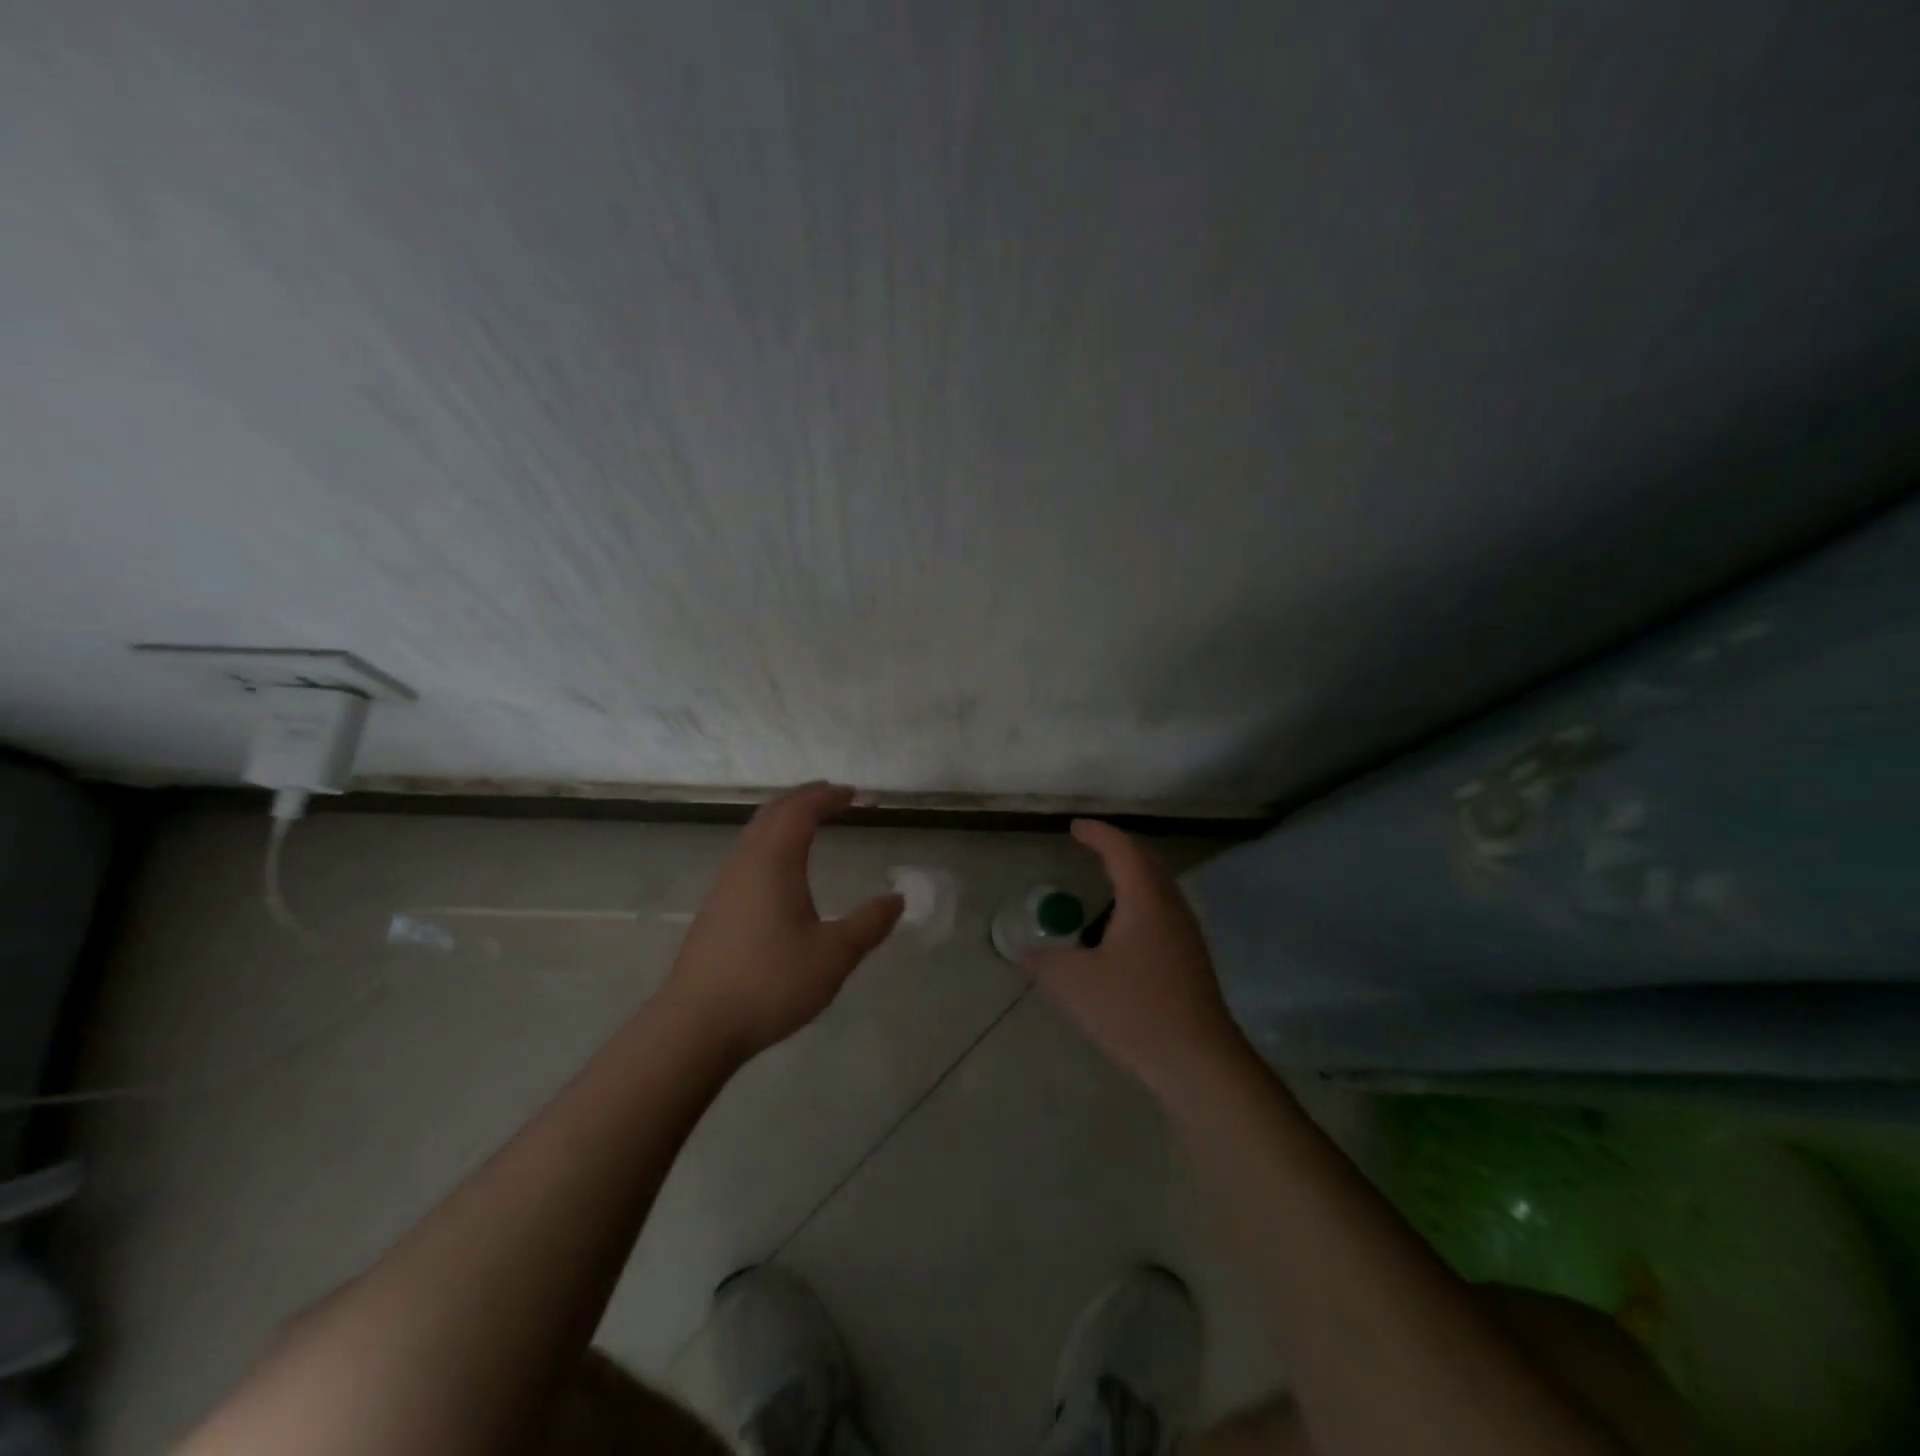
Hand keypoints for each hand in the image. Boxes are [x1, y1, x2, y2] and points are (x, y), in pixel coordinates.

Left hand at [663, 783, 904, 1061]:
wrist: (696, 1025)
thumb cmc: (770, 982)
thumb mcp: (834, 956)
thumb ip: (869, 924)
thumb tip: (897, 899)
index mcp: (775, 861)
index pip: (801, 810)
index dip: (828, 797)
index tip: (854, 794)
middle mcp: (746, 862)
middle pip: (773, 812)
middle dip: (805, 798)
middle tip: (834, 797)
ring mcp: (725, 883)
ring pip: (755, 832)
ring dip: (784, 818)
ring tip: (810, 822)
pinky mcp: (716, 906)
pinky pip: (747, 853)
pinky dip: (770, 840)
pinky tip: (780, 867)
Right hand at [1025, 820, 1248, 1102]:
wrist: (1200, 1061)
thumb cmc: (1136, 1011)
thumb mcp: (1076, 984)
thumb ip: (1044, 961)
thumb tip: (1023, 949)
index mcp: (1145, 900)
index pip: (1122, 849)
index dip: (1098, 833)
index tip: (1075, 827)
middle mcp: (1171, 906)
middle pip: (1146, 860)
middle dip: (1117, 846)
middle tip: (1089, 843)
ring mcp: (1186, 931)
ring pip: (1158, 884)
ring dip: (1132, 871)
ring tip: (1104, 877)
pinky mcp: (1191, 956)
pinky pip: (1162, 906)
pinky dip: (1140, 896)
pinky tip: (1122, 924)